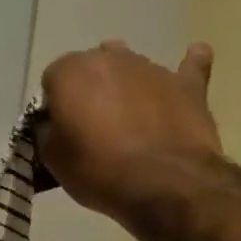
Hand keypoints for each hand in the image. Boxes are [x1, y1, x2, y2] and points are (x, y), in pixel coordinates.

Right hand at [38, 41, 221, 221]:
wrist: (163, 183)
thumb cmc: (97, 170)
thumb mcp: (52, 157)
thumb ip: (47, 130)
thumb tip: (53, 123)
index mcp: (72, 71)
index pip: (53, 79)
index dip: (55, 105)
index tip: (60, 131)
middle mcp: (111, 58)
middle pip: (93, 67)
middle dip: (89, 90)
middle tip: (91, 126)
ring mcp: (152, 68)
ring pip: (131, 67)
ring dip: (125, 86)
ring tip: (127, 117)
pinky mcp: (188, 84)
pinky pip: (189, 66)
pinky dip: (187, 66)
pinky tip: (192, 60)